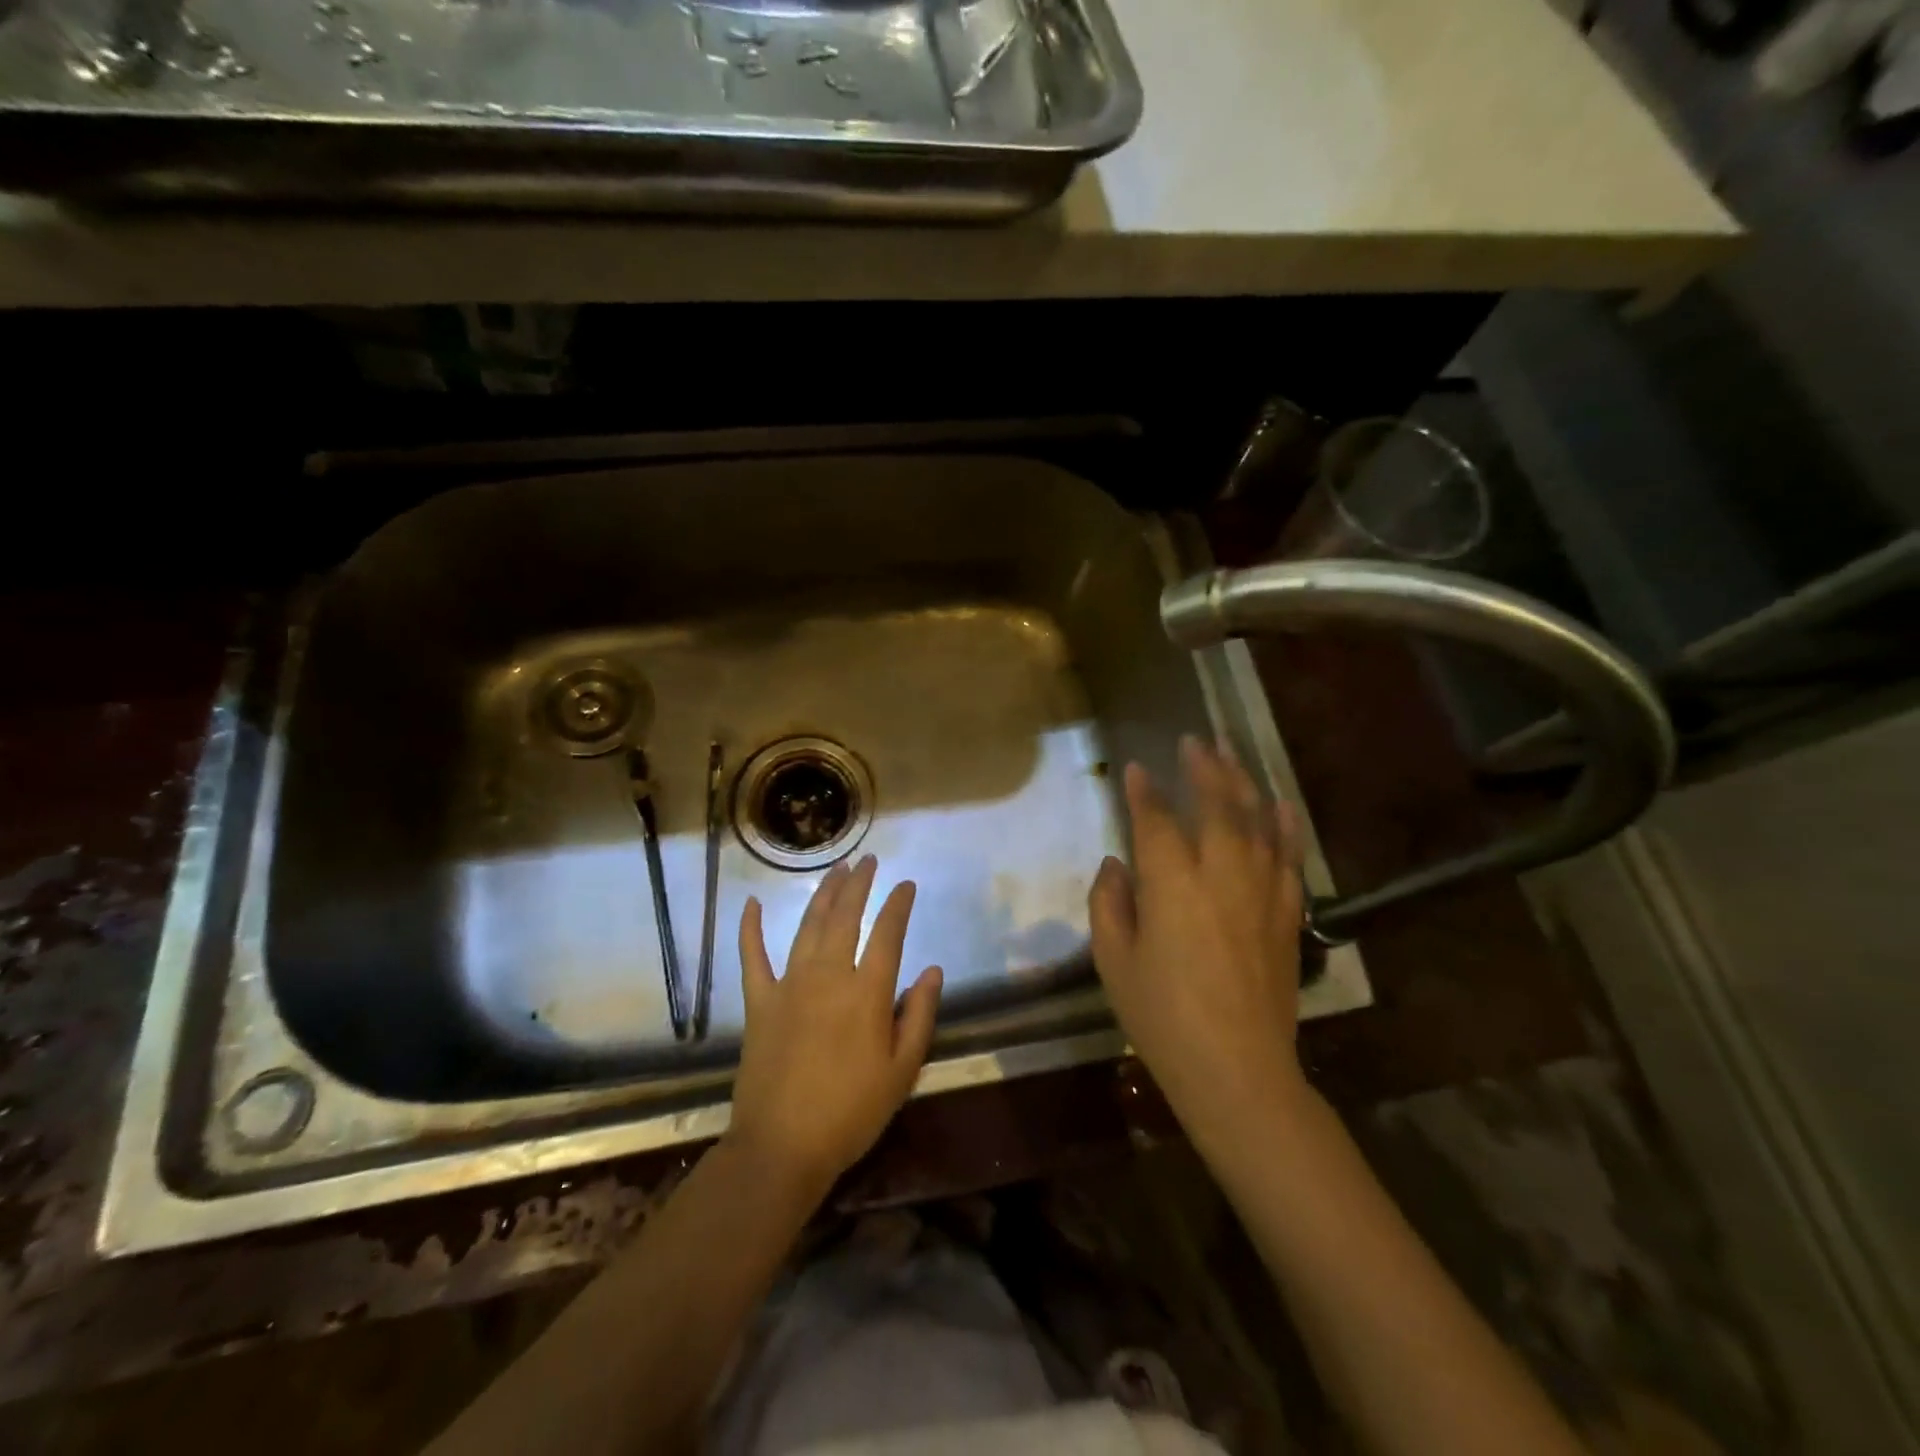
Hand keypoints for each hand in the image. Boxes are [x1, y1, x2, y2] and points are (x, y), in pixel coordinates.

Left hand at [728, 855, 943, 1193]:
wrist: (782, 1147)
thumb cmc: (851, 1113)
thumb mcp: (902, 1071)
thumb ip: (920, 1015)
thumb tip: (932, 970)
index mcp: (867, 993)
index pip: (887, 934)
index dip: (898, 905)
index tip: (906, 885)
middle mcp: (828, 976)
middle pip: (845, 918)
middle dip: (859, 885)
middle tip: (867, 860)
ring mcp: (789, 986)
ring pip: (808, 927)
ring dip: (822, 895)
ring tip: (835, 870)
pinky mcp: (759, 1002)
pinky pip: (752, 958)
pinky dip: (749, 929)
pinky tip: (749, 904)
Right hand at [1089, 737, 1310, 1142]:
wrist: (1237, 1069)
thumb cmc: (1162, 1018)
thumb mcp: (1114, 962)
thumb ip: (1109, 904)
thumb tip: (1117, 864)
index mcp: (1171, 884)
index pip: (1155, 821)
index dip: (1143, 792)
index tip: (1135, 769)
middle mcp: (1220, 874)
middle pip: (1215, 805)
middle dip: (1203, 768)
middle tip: (1193, 740)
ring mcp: (1261, 891)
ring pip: (1256, 821)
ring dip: (1242, 783)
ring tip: (1231, 754)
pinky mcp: (1287, 914)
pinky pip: (1289, 858)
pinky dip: (1285, 826)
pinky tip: (1281, 805)